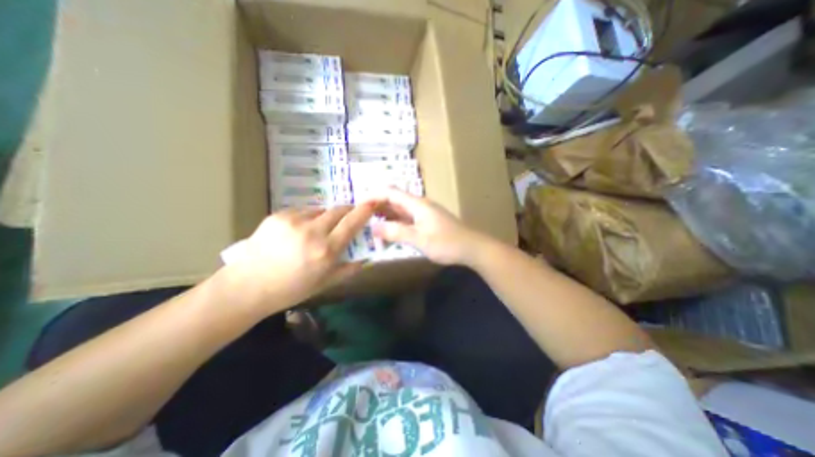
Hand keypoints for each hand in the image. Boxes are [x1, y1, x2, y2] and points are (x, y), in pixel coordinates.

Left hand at [221, 205, 374, 316]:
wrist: (247, 286)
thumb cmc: (291, 288)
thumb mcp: (326, 283)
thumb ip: (349, 269)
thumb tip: (366, 258)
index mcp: (326, 250)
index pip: (352, 223)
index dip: (364, 211)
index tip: (372, 203)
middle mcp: (312, 231)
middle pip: (338, 210)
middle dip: (347, 211)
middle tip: (347, 218)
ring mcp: (294, 221)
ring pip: (320, 210)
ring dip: (326, 217)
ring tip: (317, 231)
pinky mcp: (278, 216)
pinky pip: (303, 211)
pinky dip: (308, 218)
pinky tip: (299, 232)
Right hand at [372, 187, 488, 265]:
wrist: (472, 248)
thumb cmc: (447, 243)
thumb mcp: (419, 239)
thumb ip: (396, 232)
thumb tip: (374, 228)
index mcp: (417, 204)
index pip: (390, 192)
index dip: (373, 196)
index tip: (358, 206)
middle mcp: (418, 205)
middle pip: (394, 200)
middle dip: (377, 207)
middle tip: (361, 219)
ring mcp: (423, 214)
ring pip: (399, 211)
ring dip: (385, 217)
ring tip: (370, 227)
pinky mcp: (426, 223)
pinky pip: (406, 220)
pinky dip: (395, 225)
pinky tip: (388, 234)